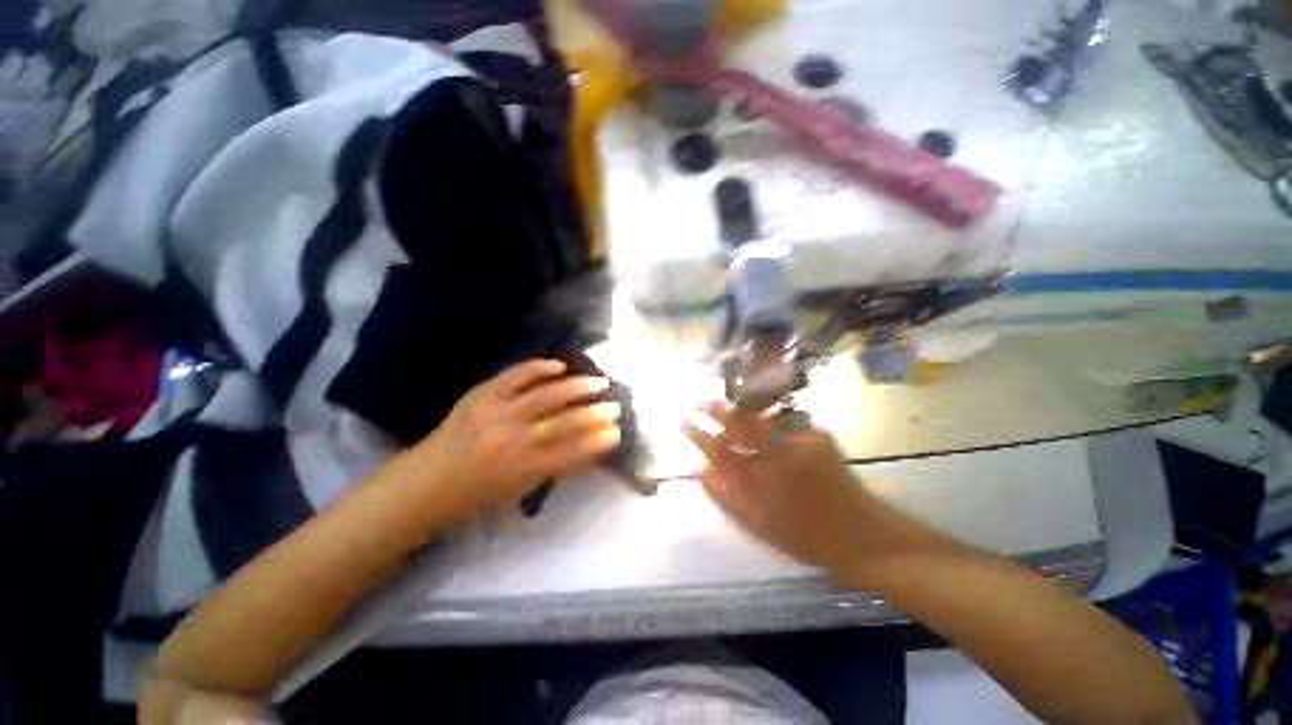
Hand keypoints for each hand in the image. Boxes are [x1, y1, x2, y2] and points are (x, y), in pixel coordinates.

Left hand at [418, 360, 620, 509]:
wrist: (428, 480)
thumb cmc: (478, 492)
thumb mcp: (521, 490)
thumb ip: (554, 468)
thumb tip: (588, 448)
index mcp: (523, 470)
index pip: (572, 452)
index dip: (597, 441)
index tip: (617, 431)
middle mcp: (513, 440)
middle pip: (565, 422)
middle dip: (595, 414)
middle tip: (615, 406)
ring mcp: (497, 413)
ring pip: (546, 395)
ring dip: (577, 387)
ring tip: (599, 382)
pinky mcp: (482, 395)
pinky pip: (515, 376)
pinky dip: (538, 368)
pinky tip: (560, 365)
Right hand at [683, 404, 901, 577]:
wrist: (862, 536)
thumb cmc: (805, 536)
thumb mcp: (758, 523)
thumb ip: (726, 495)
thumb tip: (701, 470)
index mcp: (763, 478)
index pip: (720, 449)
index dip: (698, 433)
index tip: (681, 419)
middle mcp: (781, 452)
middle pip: (740, 423)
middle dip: (716, 409)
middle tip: (699, 400)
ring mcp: (801, 440)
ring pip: (763, 415)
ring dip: (741, 408)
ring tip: (725, 404)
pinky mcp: (818, 435)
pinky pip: (785, 420)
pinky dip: (768, 418)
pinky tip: (760, 418)